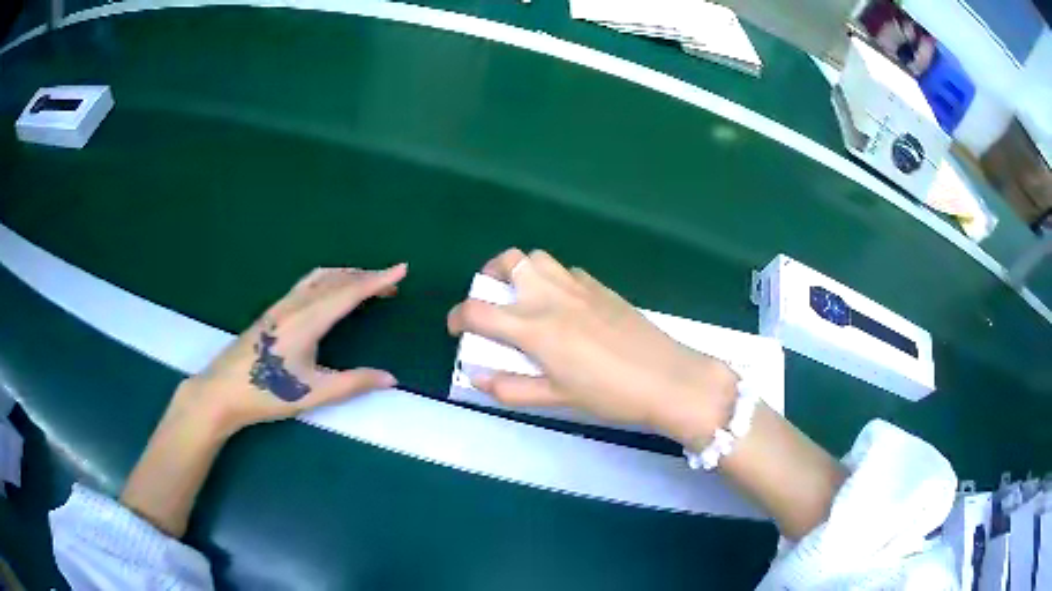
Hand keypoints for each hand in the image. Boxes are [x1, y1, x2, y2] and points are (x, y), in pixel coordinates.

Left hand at [176, 264, 406, 436]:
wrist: (222, 390)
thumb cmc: (267, 393)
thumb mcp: (314, 393)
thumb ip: (354, 383)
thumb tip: (391, 378)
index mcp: (308, 319)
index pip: (350, 292)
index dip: (378, 280)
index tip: (402, 268)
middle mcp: (296, 304)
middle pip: (336, 279)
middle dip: (366, 277)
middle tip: (392, 284)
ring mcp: (281, 305)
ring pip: (320, 278)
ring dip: (347, 276)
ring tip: (365, 285)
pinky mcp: (273, 311)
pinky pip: (307, 284)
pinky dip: (329, 280)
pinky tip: (329, 294)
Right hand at [447, 249, 737, 446]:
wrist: (667, 378)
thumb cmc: (609, 394)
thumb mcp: (556, 398)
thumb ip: (512, 388)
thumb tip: (478, 377)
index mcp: (535, 327)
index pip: (478, 310)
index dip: (457, 318)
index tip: (457, 329)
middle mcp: (551, 296)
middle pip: (508, 261)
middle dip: (488, 275)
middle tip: (491, 300)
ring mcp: (579, 286)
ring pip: (538, 258)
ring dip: (521, 272)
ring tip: (525, 299)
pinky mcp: (601, 286)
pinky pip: (566, 271)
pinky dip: (553, 280)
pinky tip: (564, 306)